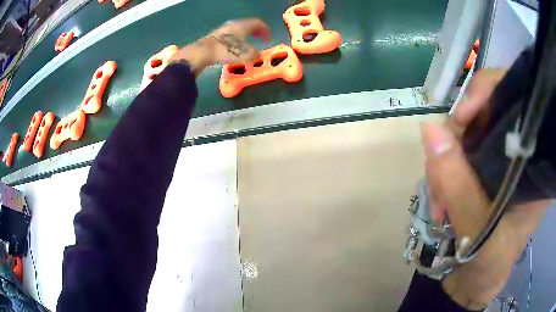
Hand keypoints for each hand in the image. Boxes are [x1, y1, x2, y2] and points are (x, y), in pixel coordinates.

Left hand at [169, 18, 270, 76]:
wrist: (203, 52)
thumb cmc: (226, 51)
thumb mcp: (244, 55)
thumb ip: (254, 55)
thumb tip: (258, 56)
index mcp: (243, 26)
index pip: (258, 23)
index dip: (265, 30)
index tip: (268, 37)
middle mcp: (234, 24)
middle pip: (248, 24)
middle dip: (256, 31)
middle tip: (260, 38)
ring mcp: (223, 29)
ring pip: (239, 29)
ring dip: (246, 34)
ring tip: (248, 42)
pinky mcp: (216, 35)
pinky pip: (231, 34)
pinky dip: (237, 38)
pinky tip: (235, 46)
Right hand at [420, 69, 549, 308]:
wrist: (479, 282)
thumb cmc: (490, 264)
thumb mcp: (478, 231)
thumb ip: (458, 185)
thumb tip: (430, 129)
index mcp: (533, 159)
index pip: (514, 98)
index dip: (485, 94)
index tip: (460, 120)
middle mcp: (518, 150)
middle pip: (483, 115)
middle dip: (456, 143)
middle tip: (442, 183)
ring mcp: (498, 158)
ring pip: (465, 135)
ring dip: (445, 164)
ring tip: (440, 203)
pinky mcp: (482, 169)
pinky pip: (457, 152)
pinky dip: (444, 171)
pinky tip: (442, 198)